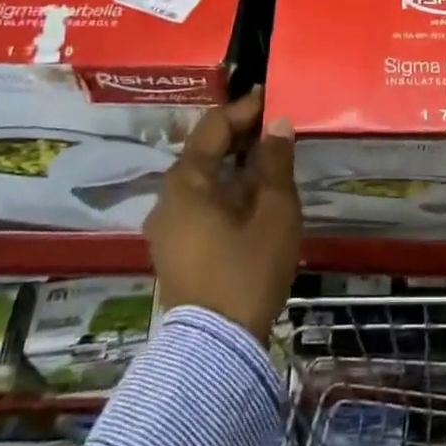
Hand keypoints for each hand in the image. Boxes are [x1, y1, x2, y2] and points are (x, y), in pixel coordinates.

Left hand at [146, 87, 299, 340]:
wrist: (217, 348)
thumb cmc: (247, 269)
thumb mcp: (274, 210)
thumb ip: (275, 161)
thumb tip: (277, 124)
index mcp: (185, 182)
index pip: (213, 128)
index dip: (244, 109)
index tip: (272, 97)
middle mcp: (167, 199)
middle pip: (204, 153)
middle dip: (241, 137)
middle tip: (277, 127)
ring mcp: (168, 227)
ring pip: (204, 181)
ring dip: (236, 165)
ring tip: (272, 159)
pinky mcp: (176, 250)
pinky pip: (202, 204)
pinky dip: (228, 190)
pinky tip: (256, 195)